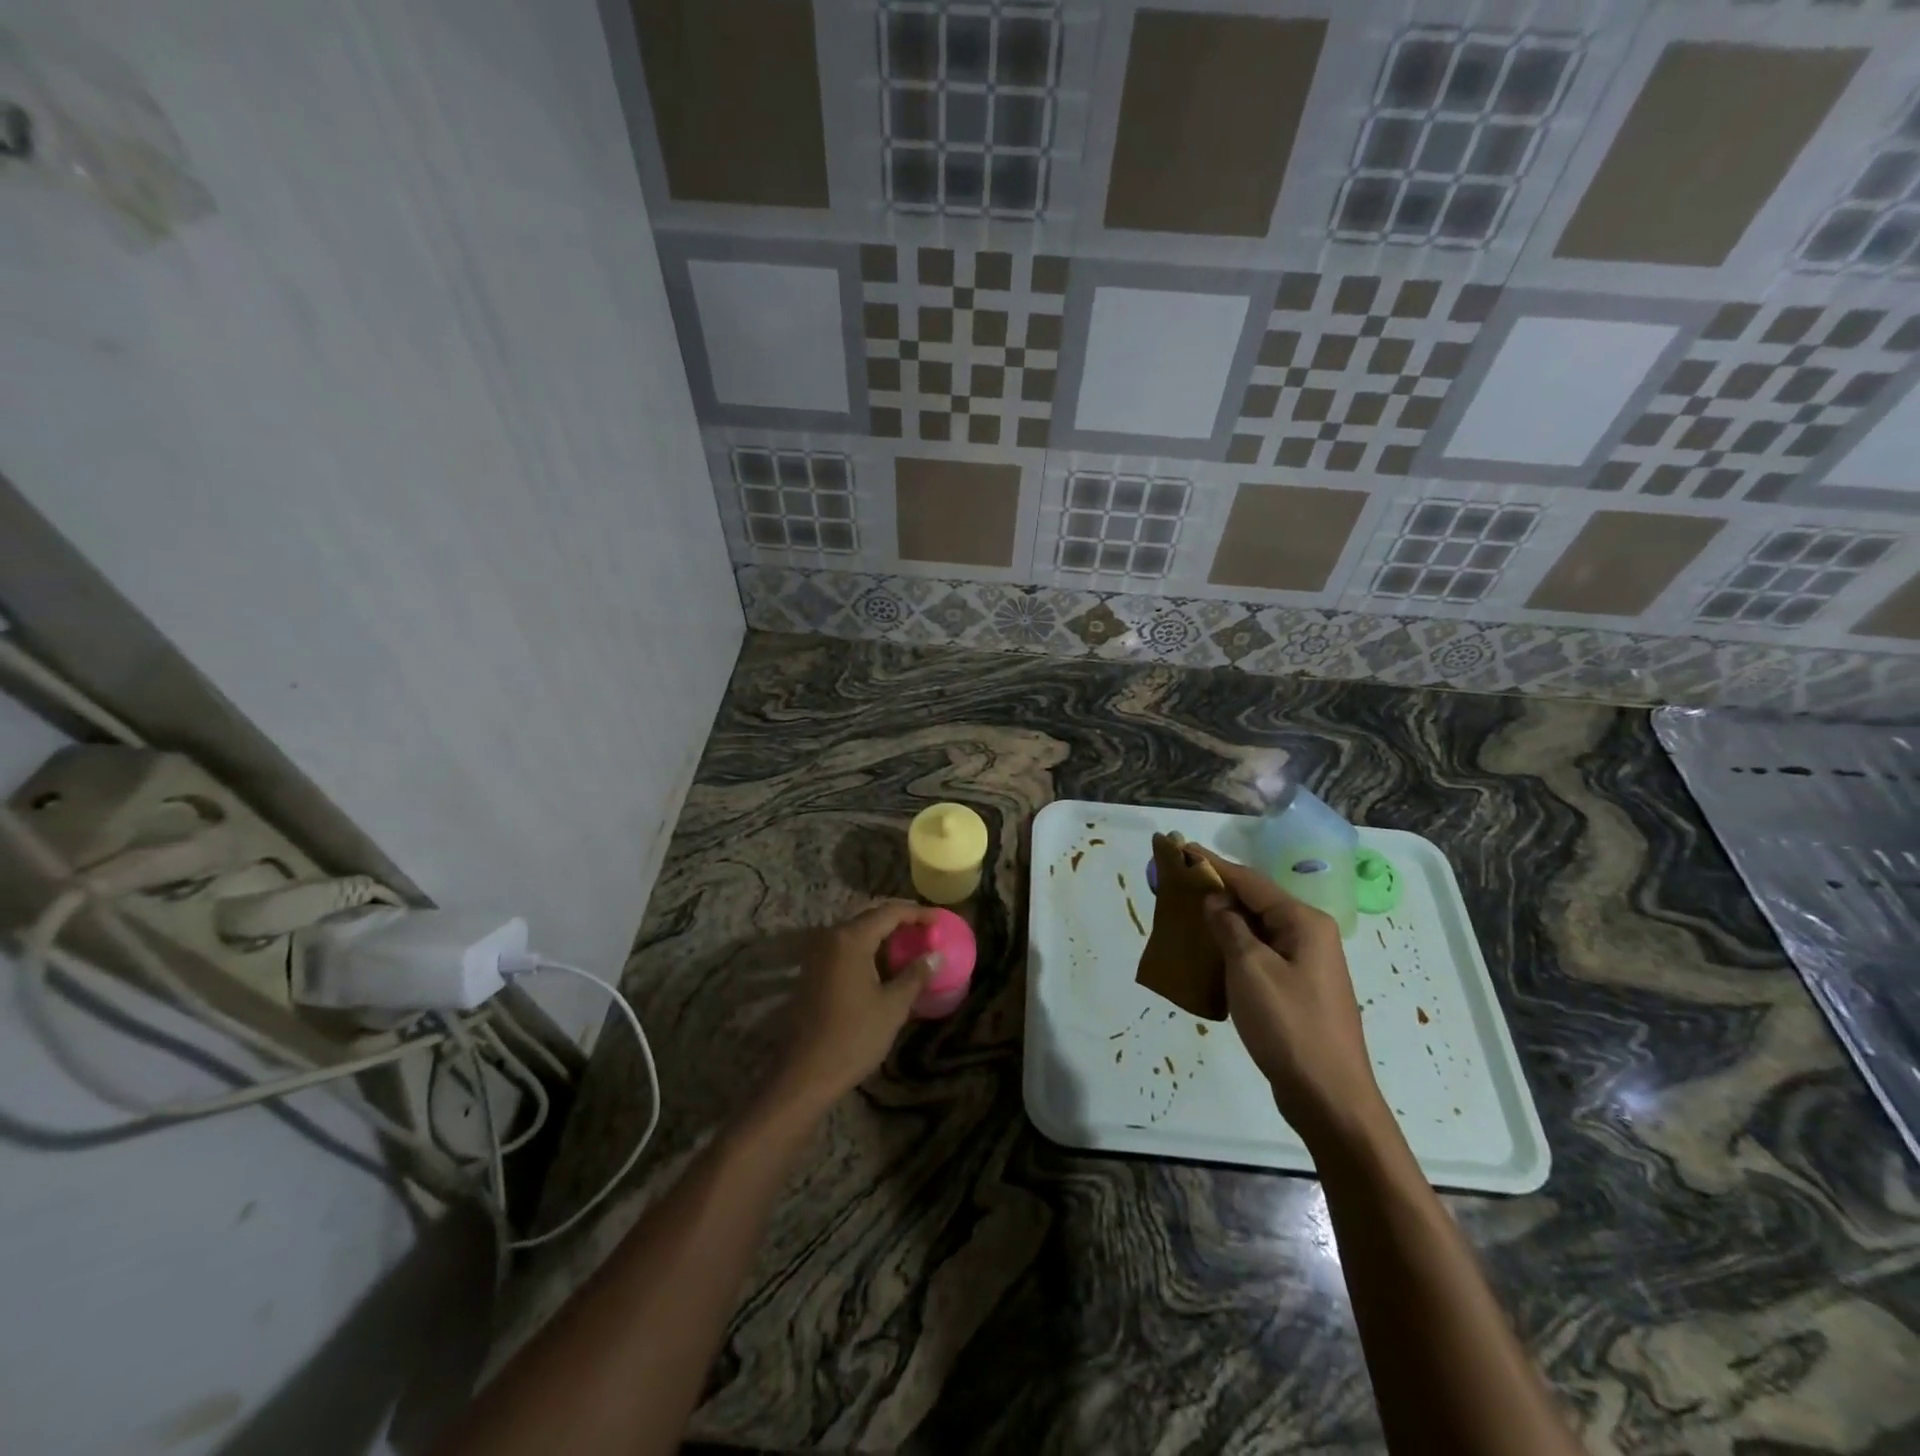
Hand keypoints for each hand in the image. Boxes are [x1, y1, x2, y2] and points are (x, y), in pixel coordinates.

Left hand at [768, 902, 942, 1118]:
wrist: (806, 1073)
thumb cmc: (854, 1037)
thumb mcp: (893, 1006)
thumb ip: (915, 975)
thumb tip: (935, 956)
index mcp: (851, 939)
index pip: (889, 912)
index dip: (917, 913)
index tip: (940, 920)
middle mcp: (831, 937)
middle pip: (871, 917)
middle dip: (900, 921)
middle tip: (927, 931)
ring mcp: (818, 953)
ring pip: (857, 932)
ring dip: (883, 935)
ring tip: (911, 945)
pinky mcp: (812, 970)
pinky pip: (845, 947)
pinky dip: (868, 948)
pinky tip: (885, 964)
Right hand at [1192, 848, 1385, 1144]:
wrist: (1329, 1097)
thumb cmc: (1289, 1025)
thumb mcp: (1250, 969)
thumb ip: (1229, 927)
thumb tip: (1215, 901)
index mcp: (1304, 922)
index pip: (1251, 881)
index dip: (1214, 865)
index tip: (1181, 848)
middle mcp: (1310, 935)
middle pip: (1256, 901)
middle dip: (1217, 890)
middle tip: (1178, 883)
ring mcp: (1307, 964)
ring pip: (1257, 929)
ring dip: (1223, 920)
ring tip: (1187, 913)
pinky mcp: (1298, 989)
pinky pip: (1261, 955)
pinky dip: (1234, 948)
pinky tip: (1210, 953)